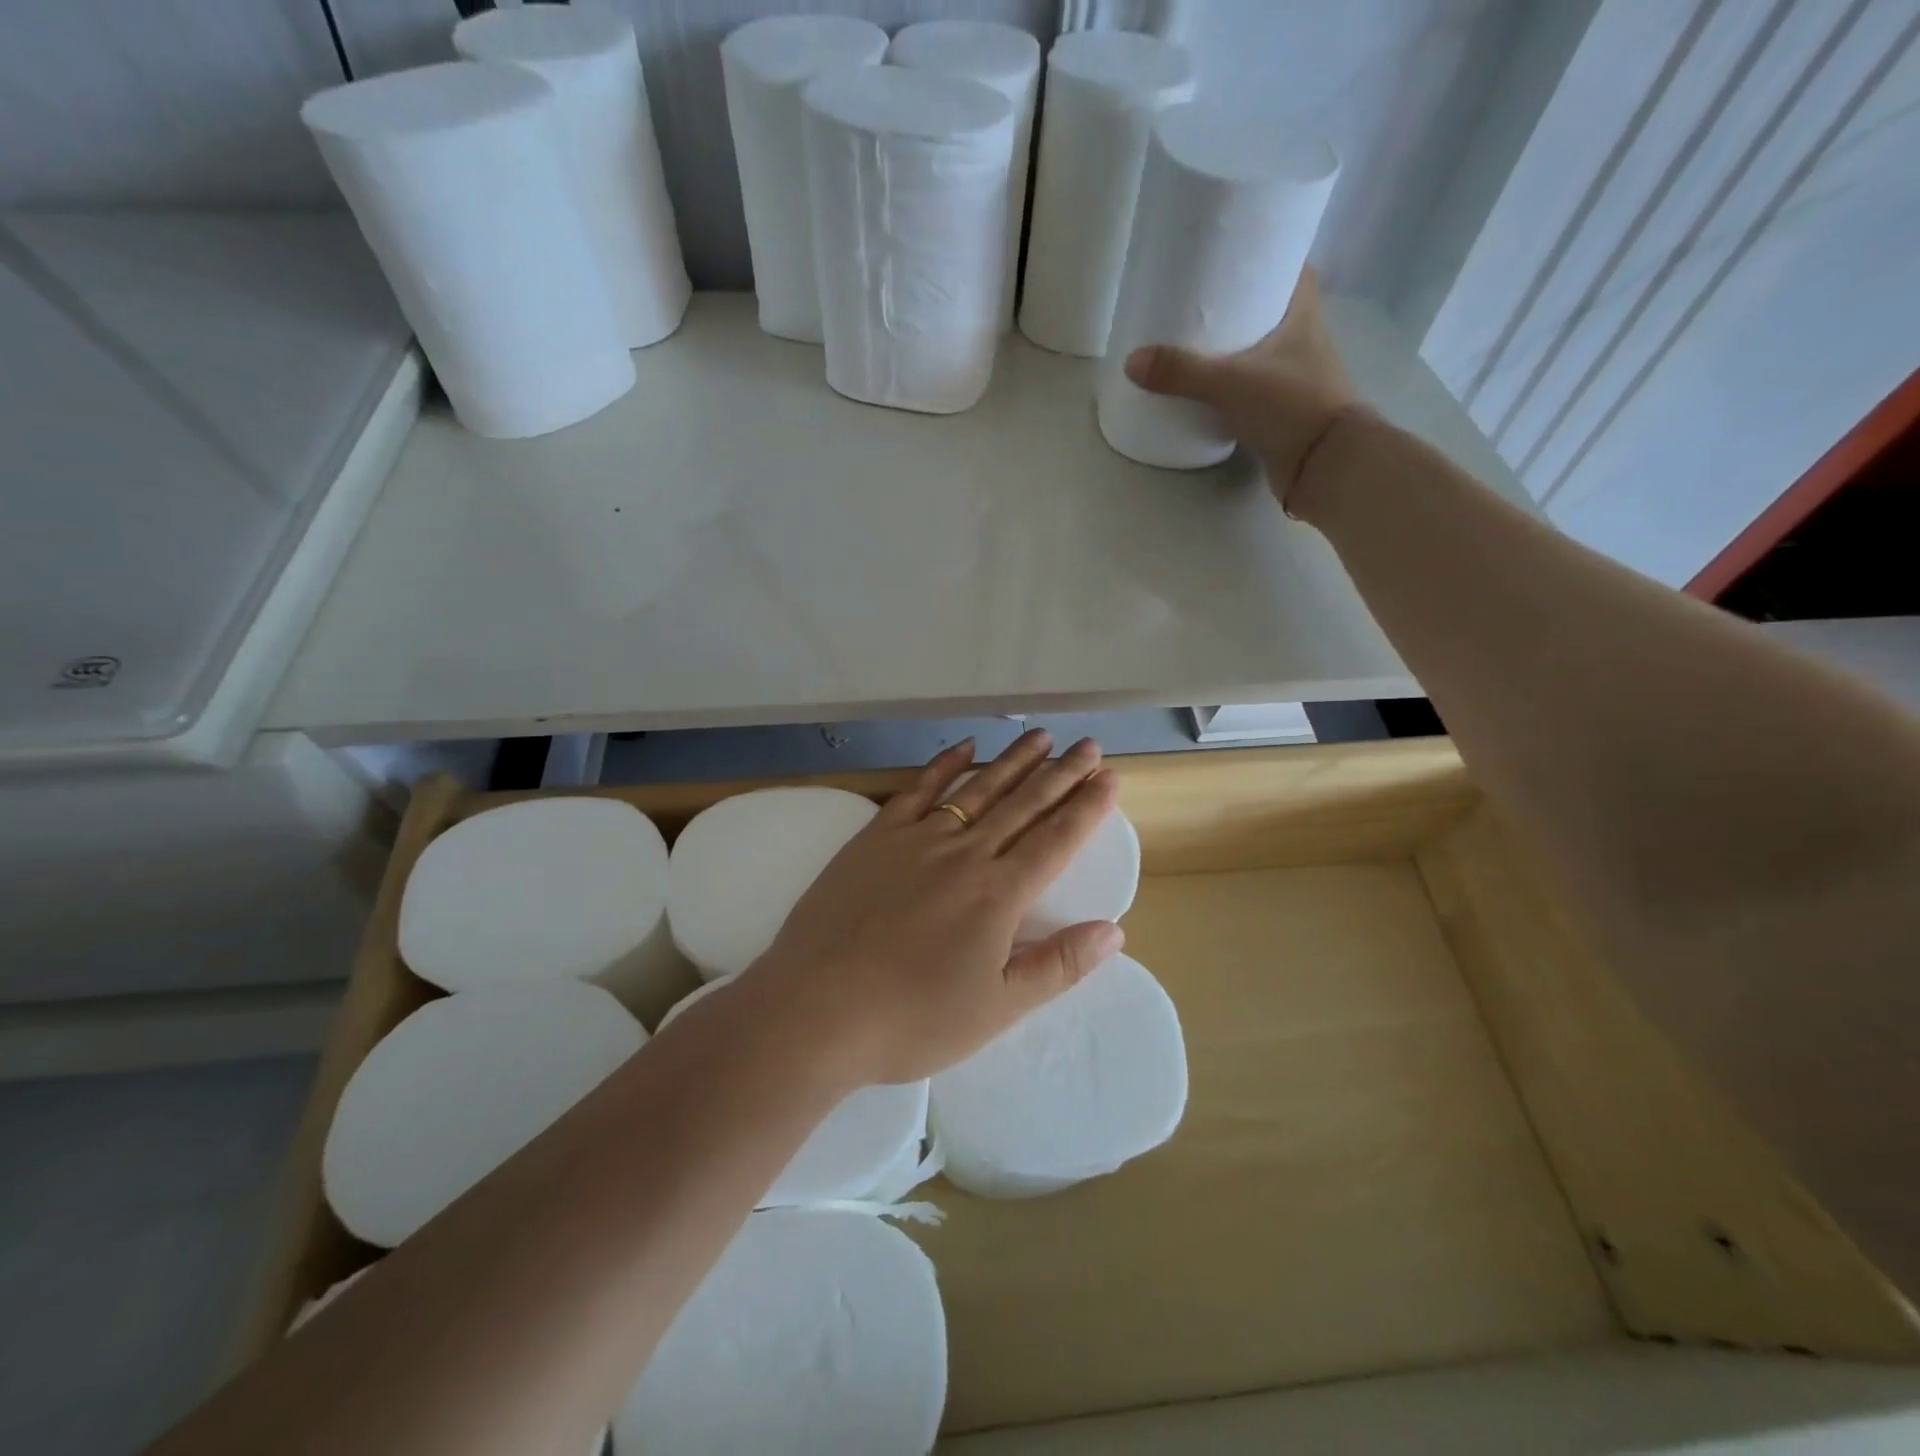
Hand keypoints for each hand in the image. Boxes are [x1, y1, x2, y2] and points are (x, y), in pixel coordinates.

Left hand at [739, 730, 1123, 1086]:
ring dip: (1013, 761)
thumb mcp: (997, 1008)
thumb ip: (1058, 966)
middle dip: (1061, 773)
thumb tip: (1114, 931)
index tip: (1110, 776)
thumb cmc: (912, 1019)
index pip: (1056, 839)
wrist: (816, 1008)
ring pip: (977, 788)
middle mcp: (965, 853)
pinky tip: (964, 747)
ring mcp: (917, 839)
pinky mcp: (876, 836)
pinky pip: (919, 789)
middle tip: (1088, 745)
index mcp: (999, 894)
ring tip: (1041, 737)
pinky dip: (944, 765)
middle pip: (1023, 804)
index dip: (1087, 807)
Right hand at [1123, 269, 1360, 506]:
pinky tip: (1205, 390)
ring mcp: (1294, 379)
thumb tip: (1131, 362)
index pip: (1293, 269)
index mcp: (1303, 316)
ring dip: (1234, 348)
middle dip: (1240, 303)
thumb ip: (1182, 372)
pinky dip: (1231, 387)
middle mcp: (1303, 342)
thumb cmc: (1291, 407)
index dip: (1268, 256)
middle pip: (1271, 309)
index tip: (1236, 254)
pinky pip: (1252, 389)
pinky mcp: (1281, 413)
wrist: (1324, 466)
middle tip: (1199, 300)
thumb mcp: (1231, 383)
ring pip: (1260, 352)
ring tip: (1193, 343)